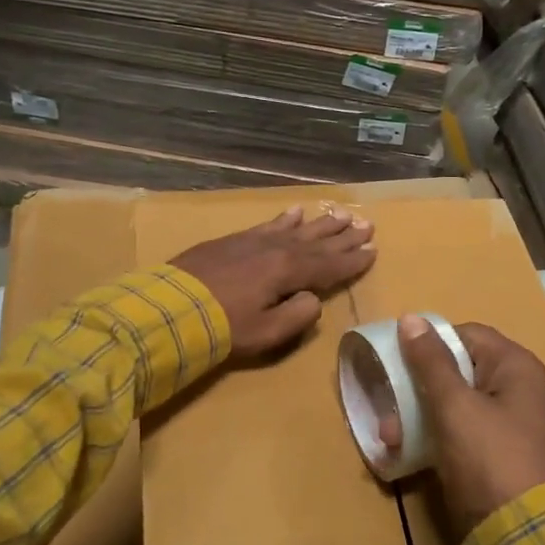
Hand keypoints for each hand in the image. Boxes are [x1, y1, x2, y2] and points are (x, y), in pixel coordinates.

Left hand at [170, 205, 376, 357]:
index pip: (330, 266)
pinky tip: (296, 211)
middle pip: (318, 242)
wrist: (170, 308)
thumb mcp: (267, 333)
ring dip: (321, 224)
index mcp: (289, 272)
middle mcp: (277, 250)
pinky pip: (268, 224)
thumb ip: (298, 316)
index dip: (353, 260)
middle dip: (344, 235)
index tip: (374, 251)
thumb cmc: (223, 328)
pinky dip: (285, 219)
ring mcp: (254, 241)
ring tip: (341, 214)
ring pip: (297, 229)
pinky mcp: (234, 240)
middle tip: (367, 224)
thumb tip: (313, 299)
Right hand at [387, 316, 544, 535]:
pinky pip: (475, 437)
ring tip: (394, 441)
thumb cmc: (492, 461)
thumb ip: (431, 363)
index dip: (431, 344)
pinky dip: (447, 441)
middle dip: (423, 390)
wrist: (534, 541)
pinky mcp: (517, 461)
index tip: (398, 363)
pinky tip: (415, 457)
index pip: (469, 335)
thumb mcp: (455, 408)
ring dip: (427, 418)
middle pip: (466, 373)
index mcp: (521, 369)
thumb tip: (411, 319)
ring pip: (466, 408)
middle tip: (389, 412)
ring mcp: (525, 429)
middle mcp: (529, 392)